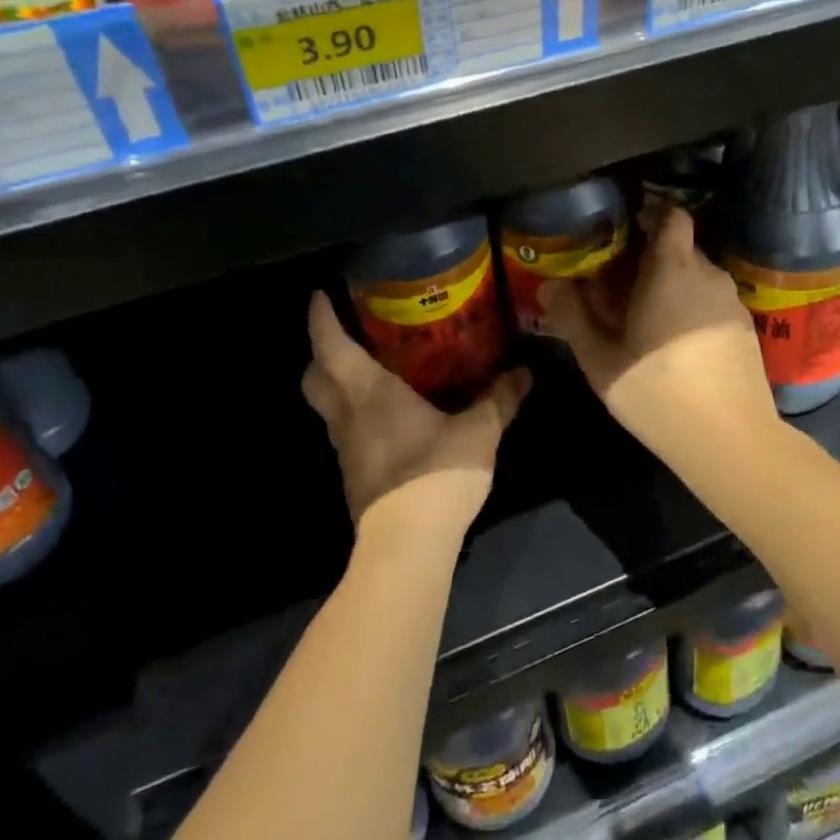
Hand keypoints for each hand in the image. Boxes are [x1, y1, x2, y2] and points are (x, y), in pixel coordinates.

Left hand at [302, 292, 529, 546]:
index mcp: (368, 392)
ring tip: (371, 372)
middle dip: (320, 353)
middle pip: (314, 377)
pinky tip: (388, 418)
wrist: (407, 545)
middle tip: (347, 336)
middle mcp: (347, 415)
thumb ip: (500, 399)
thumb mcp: (479, 432)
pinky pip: (345, 432)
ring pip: (326, 407)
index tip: (320, 294)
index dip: (320, 317)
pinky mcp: (354, 475)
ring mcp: (345, 449)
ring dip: (337, 385)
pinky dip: (355, 416)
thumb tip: (525, 372)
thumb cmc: (435, 474)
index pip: (330, 345)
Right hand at [540, 208, 775, 457]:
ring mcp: (732, 303)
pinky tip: (674, 345)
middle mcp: (708, 275)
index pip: (670, 215)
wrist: (730, 440)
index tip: (623, 231)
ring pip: (695, 278)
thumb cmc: (657, 392)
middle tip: (617, 285)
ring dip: (670, 287)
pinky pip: (710, 302)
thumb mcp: (601, 359)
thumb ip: (573, 317)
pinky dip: (690, 309)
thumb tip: (550, 284)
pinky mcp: (745, 330)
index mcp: (673, 270)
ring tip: (642, 318)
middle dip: (649, 259)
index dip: (649, 214)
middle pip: (679, 248)